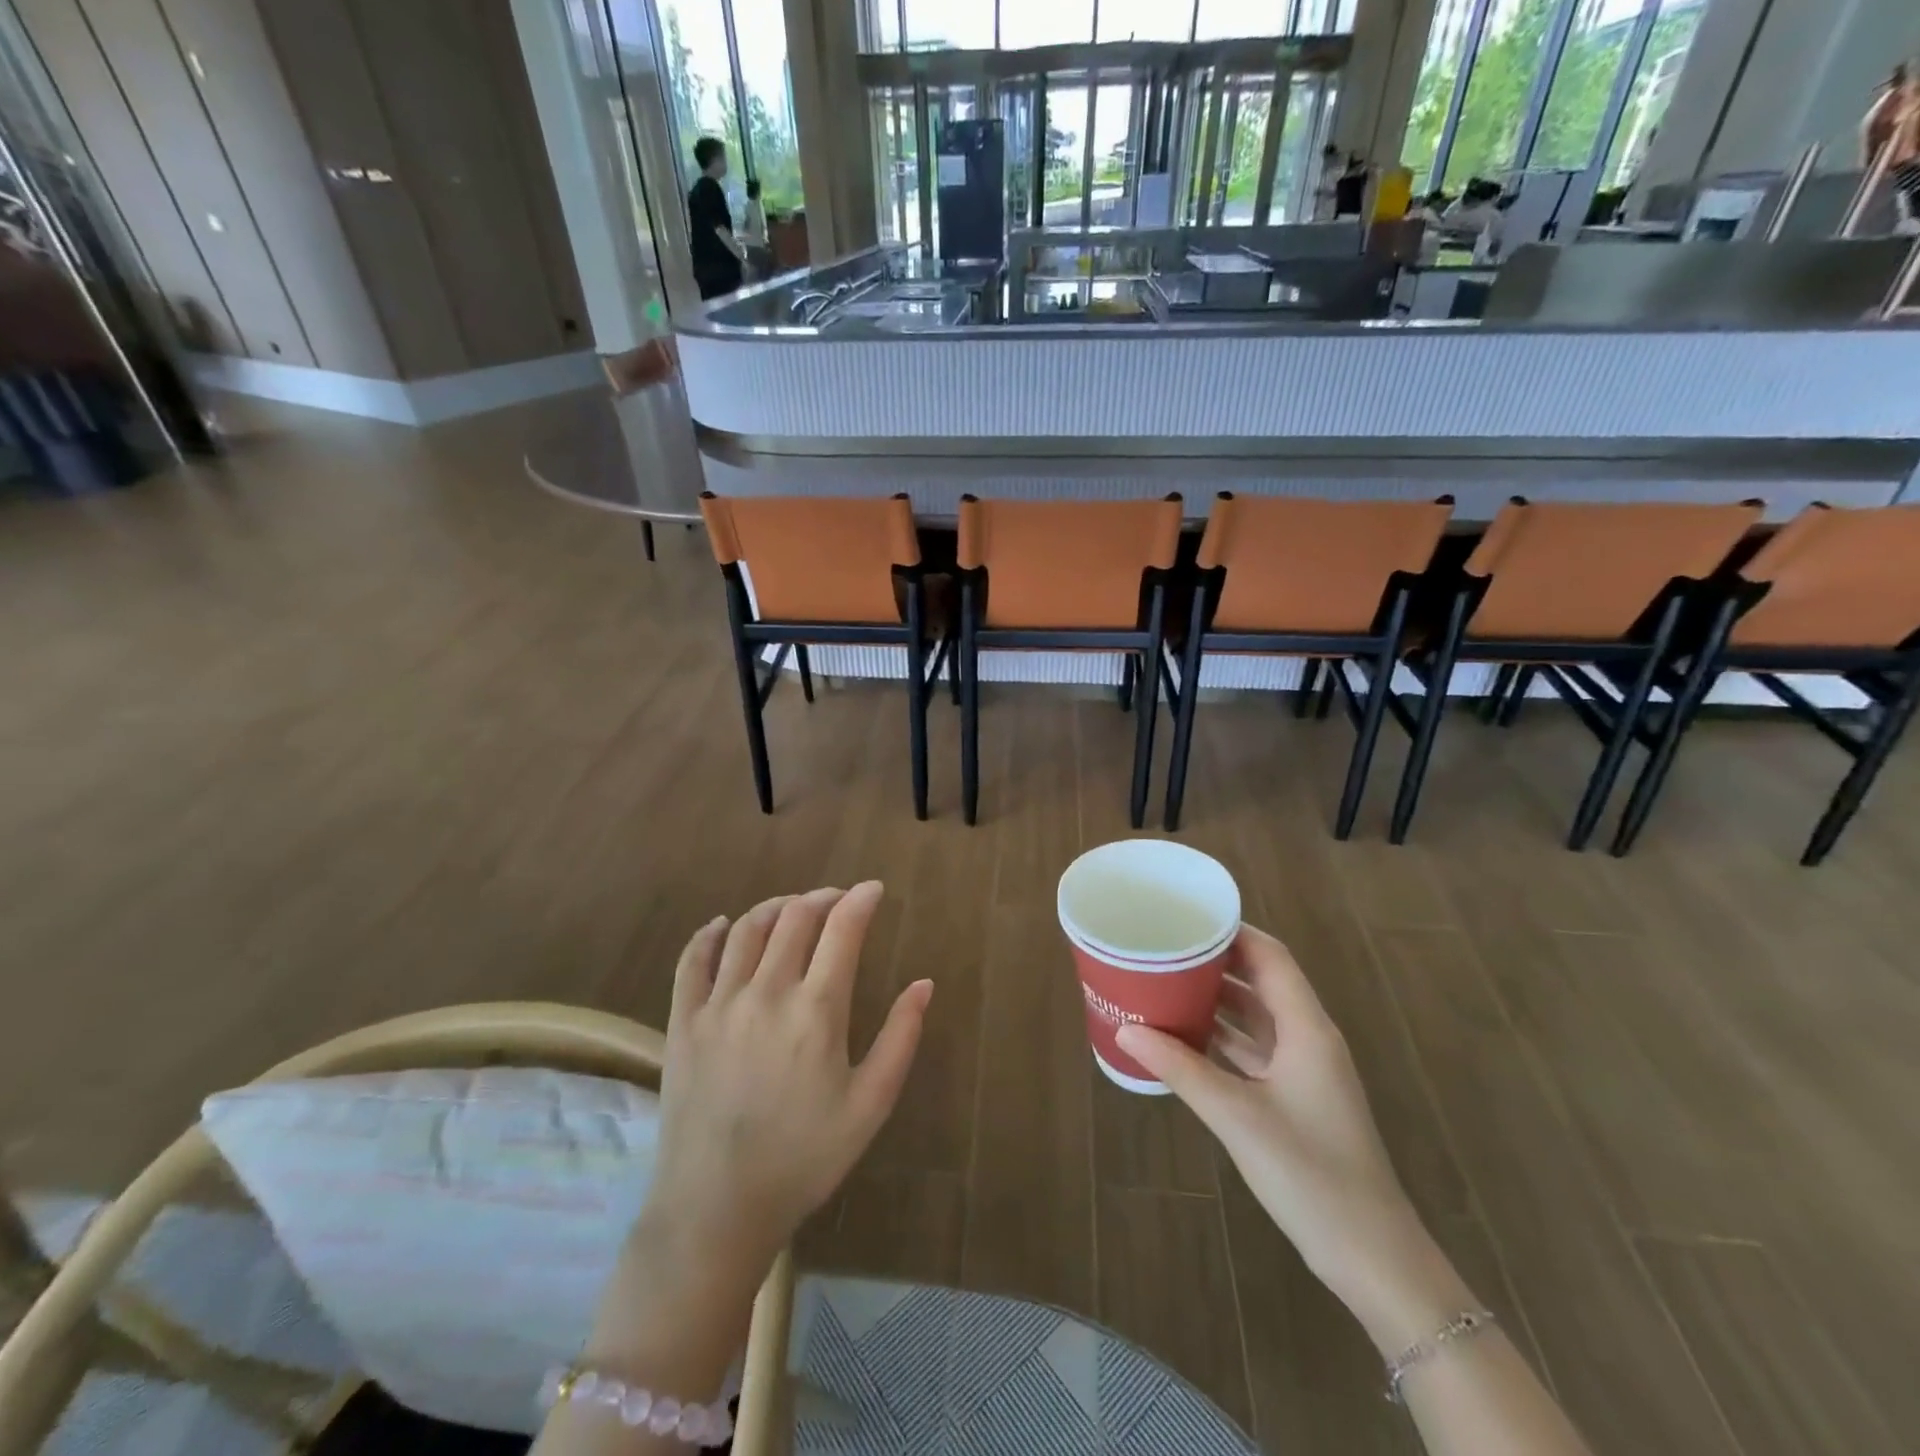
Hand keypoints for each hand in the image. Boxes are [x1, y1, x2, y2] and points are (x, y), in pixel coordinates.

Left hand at [641, 884, 931, 1288]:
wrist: (717, 1209)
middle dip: (822, 897)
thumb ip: (900, 1038)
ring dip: (775, 907)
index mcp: (817, 1011)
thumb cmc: (804, 1159)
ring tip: (793, 907)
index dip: (861, 901)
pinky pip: (692, 961)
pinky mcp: (683, 1022)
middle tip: (838, 898)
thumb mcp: (870, 1105)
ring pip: (746, 929)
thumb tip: (924, 984)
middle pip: (795, 918)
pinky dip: (708, 934)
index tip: (874, 890)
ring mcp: (719, 1005)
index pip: (842, 930)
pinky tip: (722, 925)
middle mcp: (767, 993)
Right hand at [1117, 926, 1460, 1348]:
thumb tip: (1126, 1029)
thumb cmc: (1311, 1174)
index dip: (1232, 931)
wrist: (1371, 1256)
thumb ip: (1180, 1069)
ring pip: (1257, 1016)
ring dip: (1216, 999)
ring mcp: (1304, 1070)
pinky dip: (1222, 1036)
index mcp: (1307, 1029)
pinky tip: (1184, 1036)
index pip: (1270, 956)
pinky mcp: (1295, 1097)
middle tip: (1165, 946)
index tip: (1186, 916)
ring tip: (1166, 981)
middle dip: (1216, 961)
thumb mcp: (1237, 1116)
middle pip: (1262, 981)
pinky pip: (1254, 1049)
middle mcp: (1308, 1038)